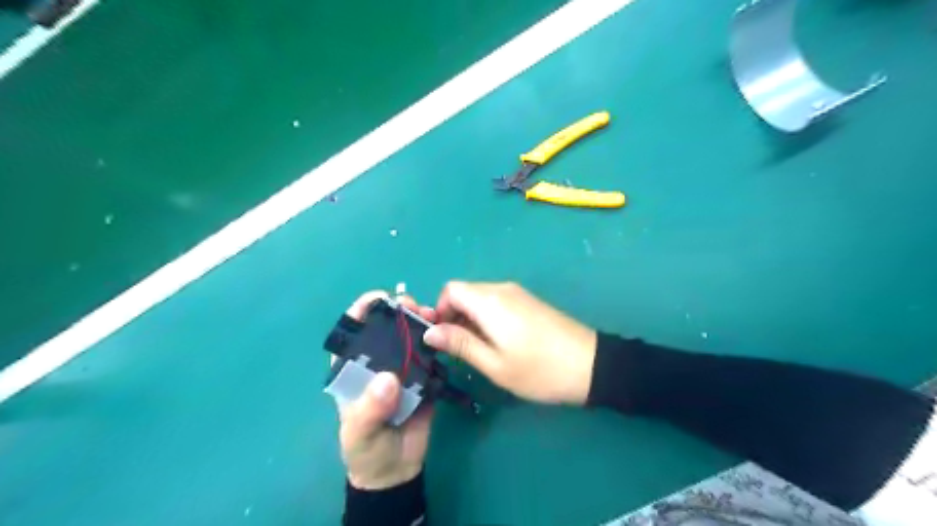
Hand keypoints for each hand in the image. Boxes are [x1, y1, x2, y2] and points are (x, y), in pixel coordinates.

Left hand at [339, 292, 437, 489]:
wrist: (395, 471)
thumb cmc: (366, 449)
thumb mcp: (360, 432)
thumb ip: (370, 408)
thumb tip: (388, 378)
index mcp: (354, 370)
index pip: (352, 334)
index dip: (361, 311)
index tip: (379, 298)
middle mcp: (378, 363)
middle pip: (386, 329)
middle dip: (398, 312)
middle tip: (412, 305)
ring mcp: (402, 369)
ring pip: (410, 338)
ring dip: (419, 322)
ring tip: (430, 314)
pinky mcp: (424, 378)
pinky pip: (430, 355)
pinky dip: (437, 341)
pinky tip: (444, 332)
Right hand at [423, 281, 594, 404]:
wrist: (591, 365)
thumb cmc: (539, 369)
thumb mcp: (494, 363)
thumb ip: (460, 343)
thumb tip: (429, 331)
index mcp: (489, 301)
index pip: (450, 289)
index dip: (439, 310)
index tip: (442, 337)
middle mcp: (502, 289)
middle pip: (464, 293)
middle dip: (453, 317)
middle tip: (457, 350)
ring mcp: (518, 294)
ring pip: (480, 298)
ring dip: (470, 319)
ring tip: (477, 351)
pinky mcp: (529, 302)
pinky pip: (496, 303)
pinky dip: (486, 318)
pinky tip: (497, 343)